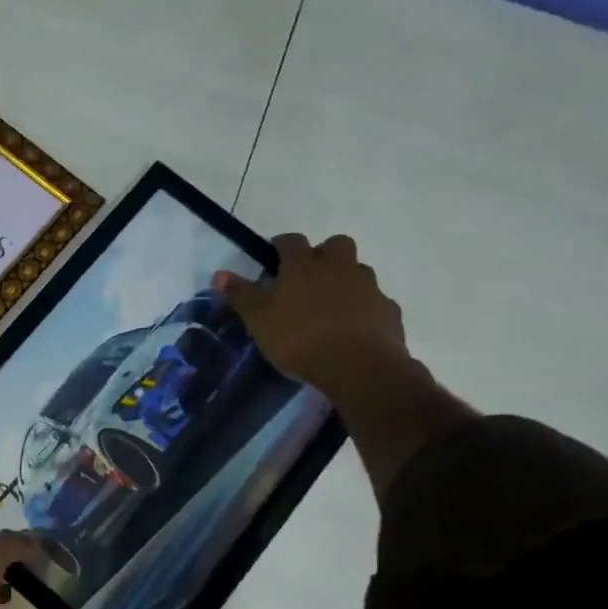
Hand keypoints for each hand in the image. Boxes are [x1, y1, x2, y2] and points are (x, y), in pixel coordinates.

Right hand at [212, 234, 406, 397]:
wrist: (359, 367)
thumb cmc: (299, 338)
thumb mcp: (258, 319)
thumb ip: (240, 295)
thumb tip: (219, 274)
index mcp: (304, 265)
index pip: (291, 241)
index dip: (280, 246)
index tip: (272, 258)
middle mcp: (339, 267)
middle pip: (335, 245)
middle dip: (322, 254)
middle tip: (307, 278)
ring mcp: (368, 287)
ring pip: (357, 271)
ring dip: (344, 280)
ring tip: (329, 306)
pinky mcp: (388, 311)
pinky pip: (374, 301)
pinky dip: (363, 308)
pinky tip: (352, 328)